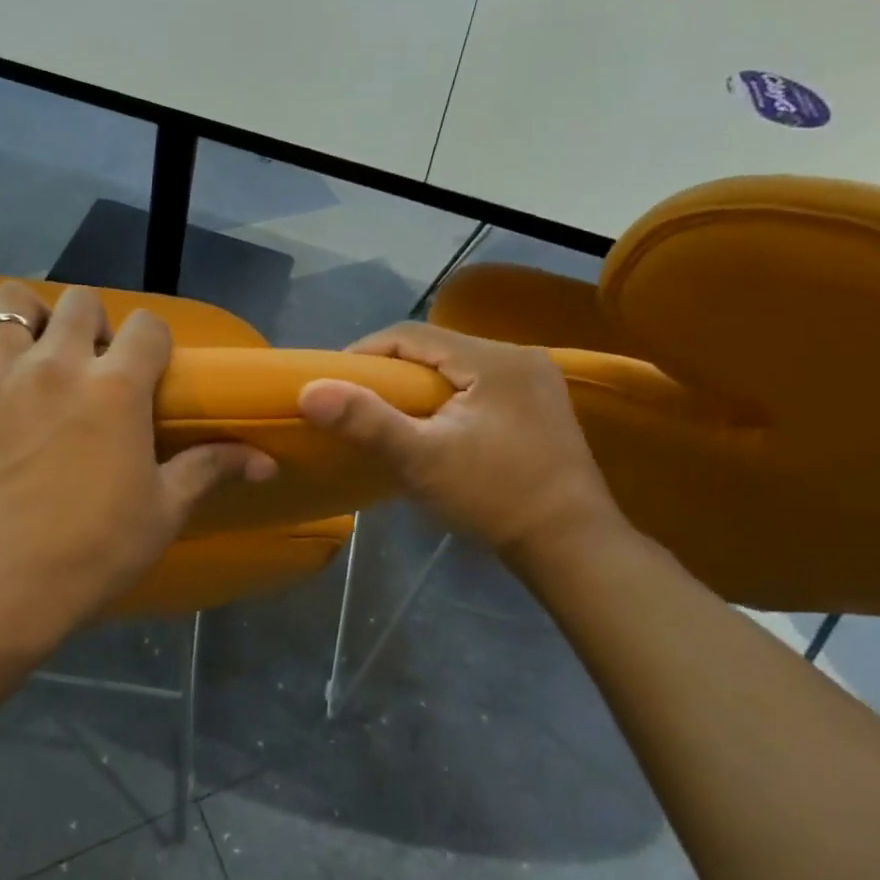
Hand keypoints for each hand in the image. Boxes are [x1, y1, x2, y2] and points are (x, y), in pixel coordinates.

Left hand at [0, 283, 276, 636]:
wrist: (6, 583)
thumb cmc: (96, 548)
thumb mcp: (165, 510)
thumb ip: (212, 469)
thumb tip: (267, 462)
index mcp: (117, 386)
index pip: (148, 326)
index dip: (154, 342)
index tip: (149, 369)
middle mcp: (59, 363)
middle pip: (81, 301)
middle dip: (93, 323)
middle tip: (90, 364)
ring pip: (9, 303)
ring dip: (25, 315)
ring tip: (31, 346)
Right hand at [298, 322, 622, 564]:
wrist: (571, 545)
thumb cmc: (494, 496)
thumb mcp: (421, 459)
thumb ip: (366, 421)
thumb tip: (308, 390)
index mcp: (494, 359)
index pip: (412, 334)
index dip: (365, 352)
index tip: (333, 381)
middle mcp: (519, 357)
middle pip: (435, 348)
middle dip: (389, 370)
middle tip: (354, 400)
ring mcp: (534, 382)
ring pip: (455, 366)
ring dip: (416, 384)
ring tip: (384, 414)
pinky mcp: (537, 406)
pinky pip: (476, 385)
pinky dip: (443, 397)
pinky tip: (430, 425)